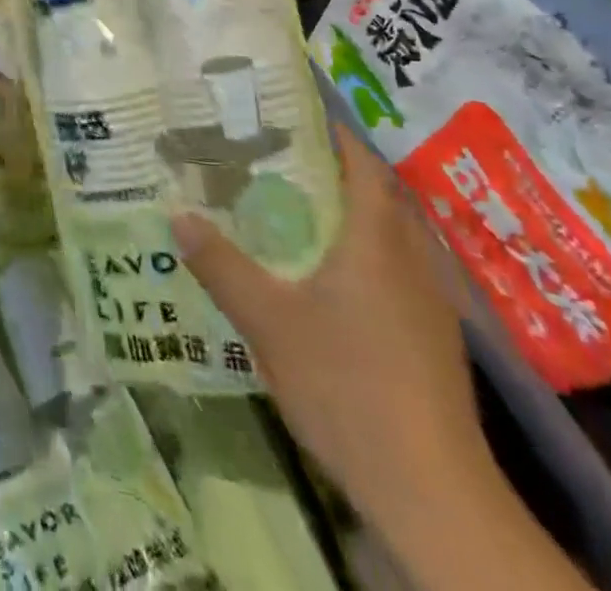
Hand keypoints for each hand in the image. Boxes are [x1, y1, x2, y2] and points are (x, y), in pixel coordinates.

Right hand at [171, 124, 495, 536]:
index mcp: (376, 240)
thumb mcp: (267, 320)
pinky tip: (326, 283)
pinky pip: (395, 274)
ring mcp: (431, 304)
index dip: (332, 133)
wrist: (432, 493)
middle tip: (276, 161)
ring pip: (389, 238)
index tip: (291, 116)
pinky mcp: (433, 341)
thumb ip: (221, 263)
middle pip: (377, 196)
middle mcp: (412, 260)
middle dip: (333, 173)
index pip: (362, 163)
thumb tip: (177, 213)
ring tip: (293, 212)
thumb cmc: (346, 384)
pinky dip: (362, 258)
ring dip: (349, 217)